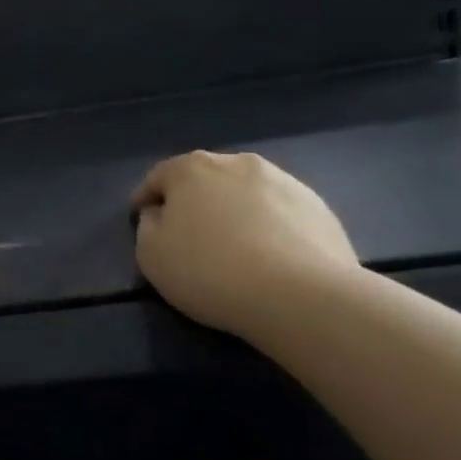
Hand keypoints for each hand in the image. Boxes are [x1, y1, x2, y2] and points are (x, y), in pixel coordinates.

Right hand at [131, 151, 361, 337]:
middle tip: (189, 234)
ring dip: (235, 211)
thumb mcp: (151, 255)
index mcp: (191, 168)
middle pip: (205, 179)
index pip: (158, 177)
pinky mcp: (319, 208)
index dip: (146, 199)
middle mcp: (237, 163)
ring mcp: (283, 182)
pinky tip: (270, 258)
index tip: (140, 220)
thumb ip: (148, 226)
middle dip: (194, 200)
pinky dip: (270, 227)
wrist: (302, 296)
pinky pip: (280, 213)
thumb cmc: (211, 271)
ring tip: (235, 247)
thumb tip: (160, 215)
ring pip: (246, 193)